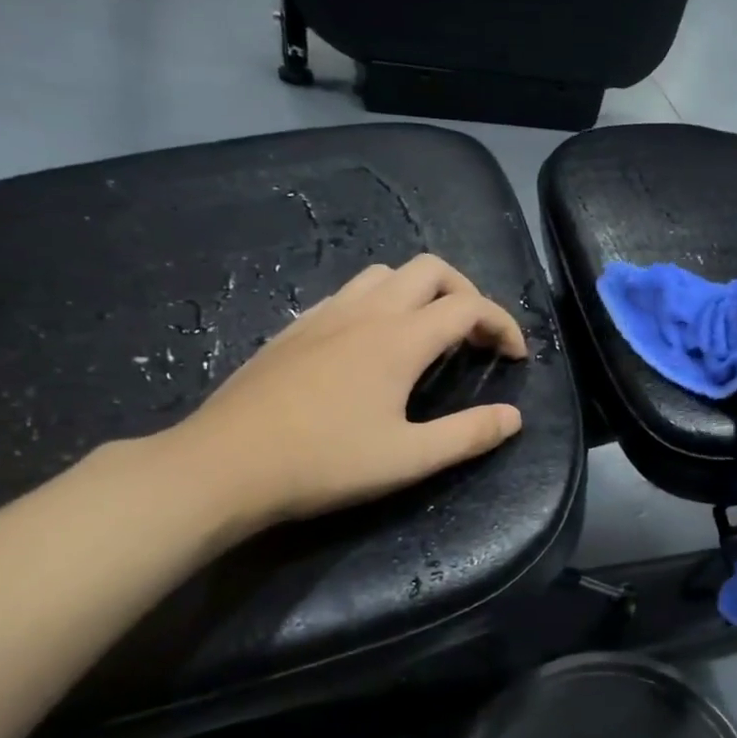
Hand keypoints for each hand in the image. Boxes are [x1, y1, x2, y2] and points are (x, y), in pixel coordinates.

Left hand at [170, 255, 527, 533]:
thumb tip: (514, 417)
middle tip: (476, 336)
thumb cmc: (323, 463)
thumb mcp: (409, 459)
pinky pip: (350, 293)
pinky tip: (373, 345)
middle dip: (467, 294)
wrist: (220, 466)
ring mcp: (325, 315)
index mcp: (399, 339)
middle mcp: (366, 313)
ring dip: (422, 293)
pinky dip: (381, 303)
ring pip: (386, 274)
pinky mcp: (295, 329)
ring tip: (430, 335)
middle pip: (431, 270)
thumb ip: (469, 435)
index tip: (516, 357)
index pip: (469, 306)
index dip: (503, 324)